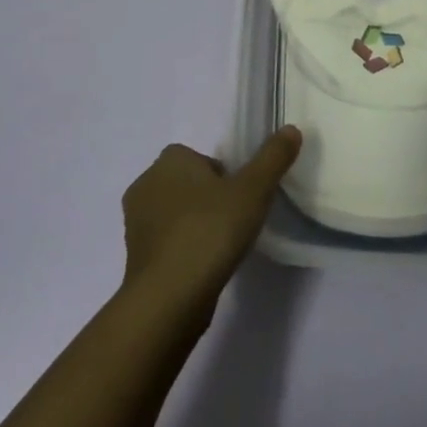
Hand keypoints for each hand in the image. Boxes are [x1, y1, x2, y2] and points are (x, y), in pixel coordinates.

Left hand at [120, 128, 302, 315]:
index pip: (203, 159)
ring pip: (176, 213)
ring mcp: (135, 221)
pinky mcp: (134, 255)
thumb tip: (291, 129)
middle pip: (189, 184)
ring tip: (221, 247)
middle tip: (235, 223)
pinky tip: (202, 267)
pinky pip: (166, 242)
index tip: (241, 200)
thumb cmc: (210, 231)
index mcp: (170, 159)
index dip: (225, 177)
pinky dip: (183, 249)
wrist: (169, 297)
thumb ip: (273, 157)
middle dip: (209, 199)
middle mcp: (146, 183)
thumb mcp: (253, 190)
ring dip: (195, 224)